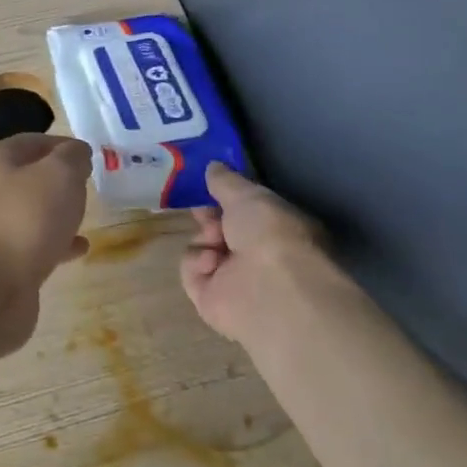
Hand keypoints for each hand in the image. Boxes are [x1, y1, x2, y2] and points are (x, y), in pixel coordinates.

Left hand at [0, 133, 92, 292]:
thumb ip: (73, 157)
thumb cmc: (27, 218)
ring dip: (57, 211)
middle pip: (30, 176)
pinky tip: (80, 248)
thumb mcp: (60, 174)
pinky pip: (35, 243)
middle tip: (89, 184)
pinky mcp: (4, 260)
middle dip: (60, 179)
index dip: (61, 144)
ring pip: (32, 211)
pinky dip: (57, 243)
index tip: (89, 154)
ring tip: (86, 214)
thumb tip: (76, 153)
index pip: (32, 141)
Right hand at [181, 163, 347, 341]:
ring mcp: (232, 281)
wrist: (271, 287)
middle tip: (204, 214)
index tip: (209, 188)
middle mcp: (255, 257)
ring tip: (216, 242)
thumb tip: (213, 167)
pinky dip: (198, 263)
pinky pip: (191, 272)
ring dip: (205, 239)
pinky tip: (212, 263)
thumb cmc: (271, 234)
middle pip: (219, 230)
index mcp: (275, 231)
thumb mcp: (249, 195)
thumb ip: (227, 181)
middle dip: (209, 219)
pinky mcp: (209, 300)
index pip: (244, 213)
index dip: (225, 200)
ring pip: (202, 247)